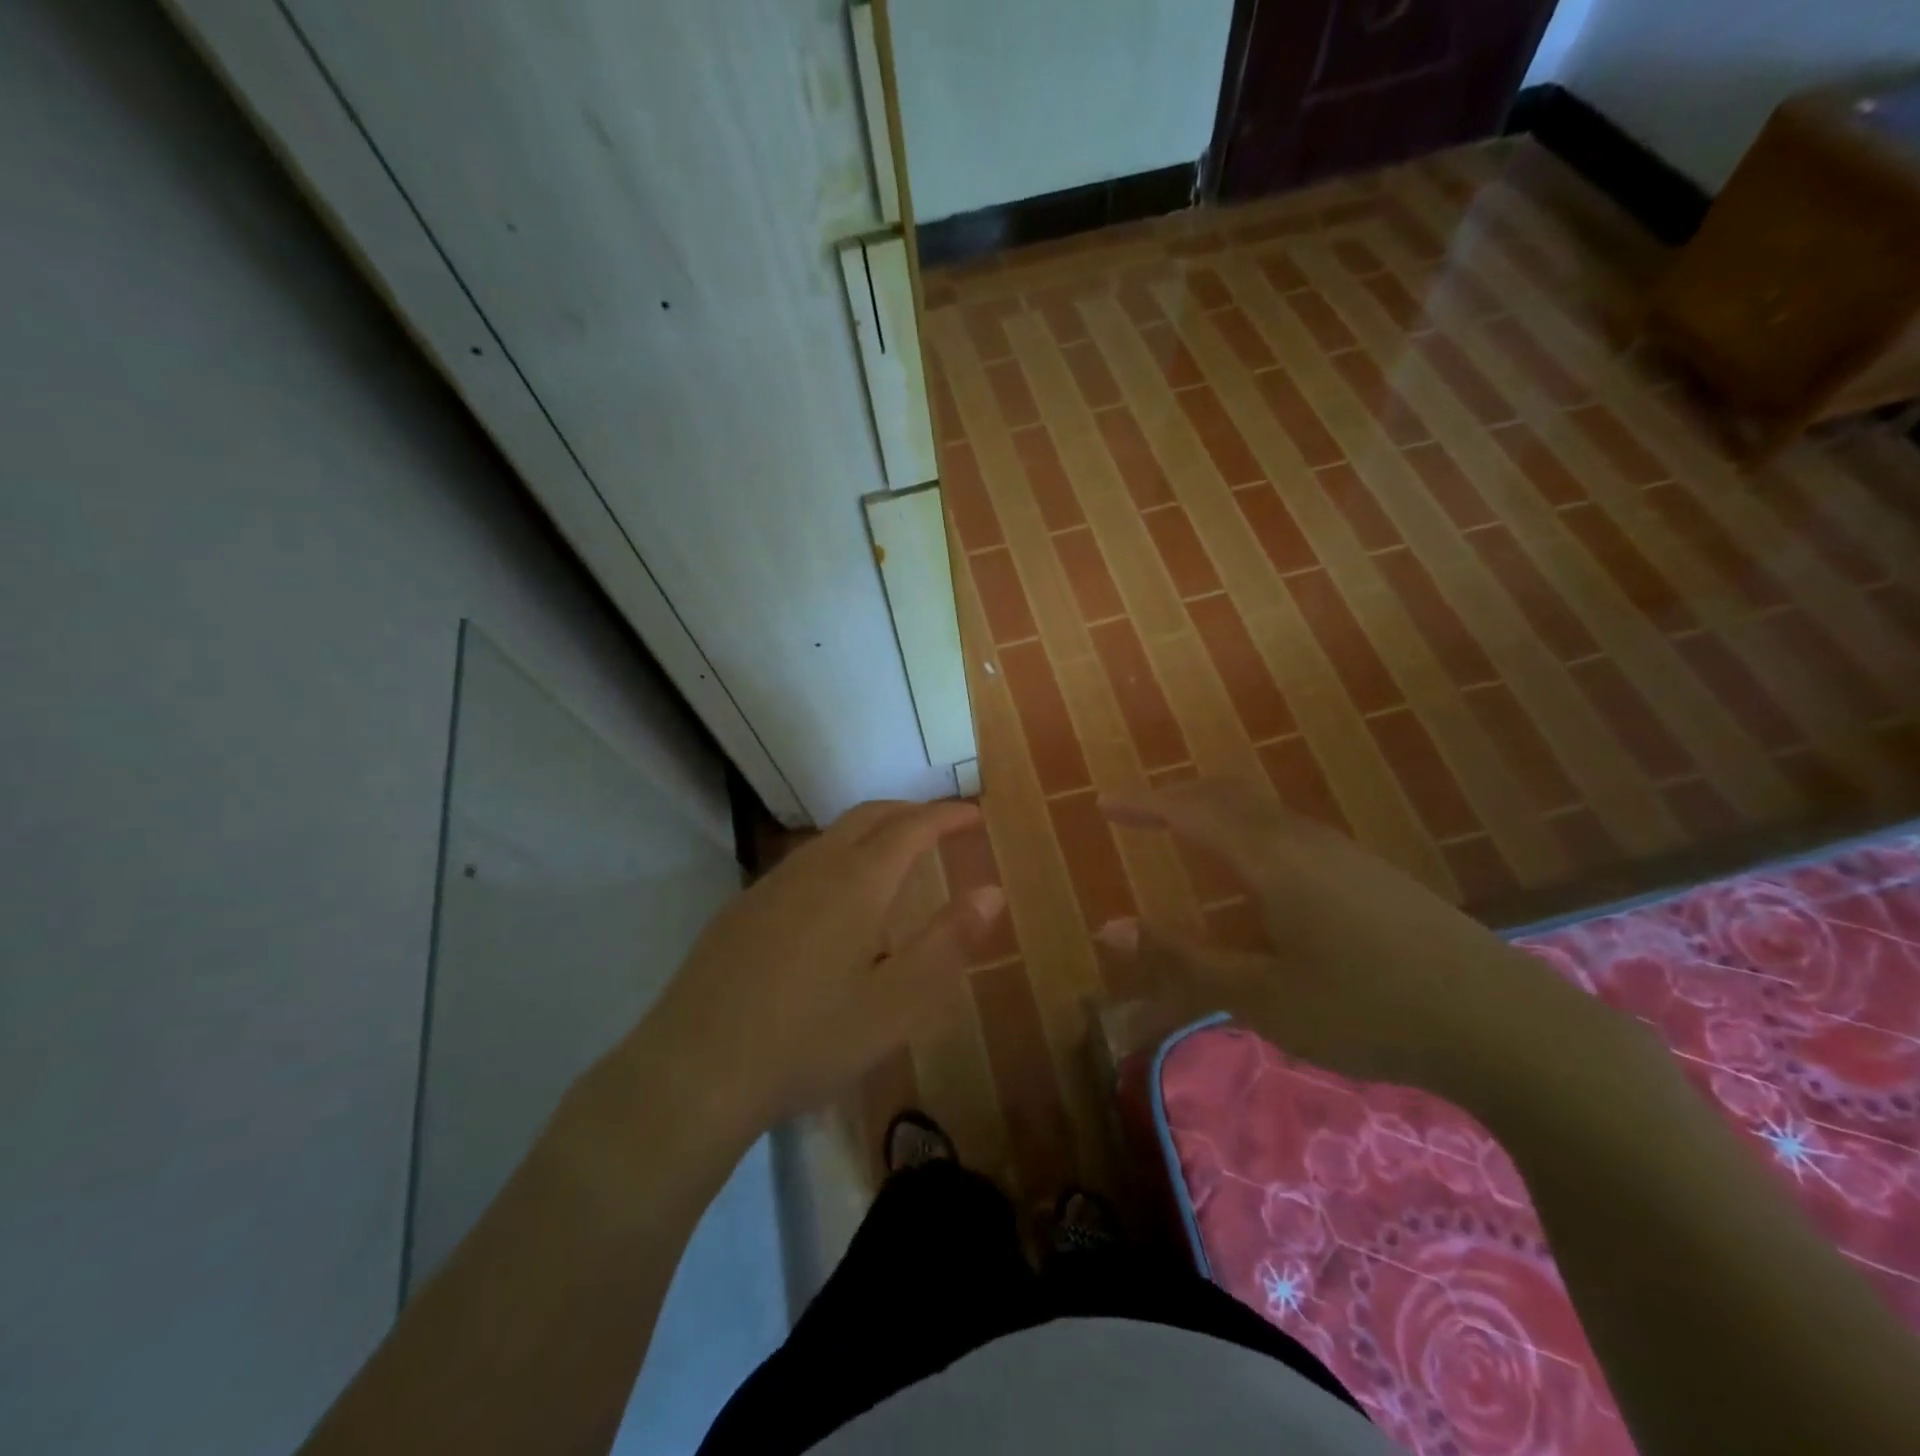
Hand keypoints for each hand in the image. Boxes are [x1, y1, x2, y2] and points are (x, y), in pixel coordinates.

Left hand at [645, 799, 1004, 1134]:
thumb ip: (949, 942)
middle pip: (867, 816)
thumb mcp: (897, 1003)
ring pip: (829, 837)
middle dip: (909, 811)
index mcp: (855, 883)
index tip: (973, 815)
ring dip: (870, 832)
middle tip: (940, 826)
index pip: (910, 828)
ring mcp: (768, 886)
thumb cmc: (809, 1040)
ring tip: (894, 857)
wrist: (693, 1072)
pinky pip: (801, 864)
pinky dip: (836, 857)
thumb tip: (992, 891)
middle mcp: (811, 869)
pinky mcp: (739, 911)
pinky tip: (833, 901)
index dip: (945, 816)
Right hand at [1099, 778, 1602, 1098]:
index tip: (1103, 803)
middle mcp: (1304, 840)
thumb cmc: (1368, 1010)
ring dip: (1216, 813)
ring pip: (1263, 812)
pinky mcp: (1372, 874)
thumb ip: (1182, 958)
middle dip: (1176, 797)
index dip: (1142, 805)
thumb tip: (1110, 927)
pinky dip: (1249, 832)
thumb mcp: (1261, 996)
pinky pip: (1290, 832)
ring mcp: (1345, 853)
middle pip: (1227, 796)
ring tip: (1188, 835)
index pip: (1189, 812)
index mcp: (1270, 859)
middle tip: (1139, 812)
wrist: (1506, 1024)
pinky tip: (1258, 876)